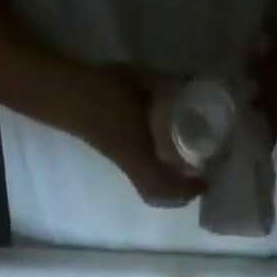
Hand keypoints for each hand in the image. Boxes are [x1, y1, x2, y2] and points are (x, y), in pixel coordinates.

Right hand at [72, 66, 204, 207]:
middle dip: (180, 197)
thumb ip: (168, 82)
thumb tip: (195, 79)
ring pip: (150, 192)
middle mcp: (134, 167)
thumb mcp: (141, 81)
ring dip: (168, 194)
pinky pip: (144, 183)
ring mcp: (125, 165)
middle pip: (159, 197)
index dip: (188, 187)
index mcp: (141, 156)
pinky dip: (158, 184)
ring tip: (185, 183)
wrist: (70, 96)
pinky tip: (165, 170)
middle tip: (198, 186)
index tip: (206, 182)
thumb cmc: (105, 90)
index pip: (168, 184)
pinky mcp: (120, 158)